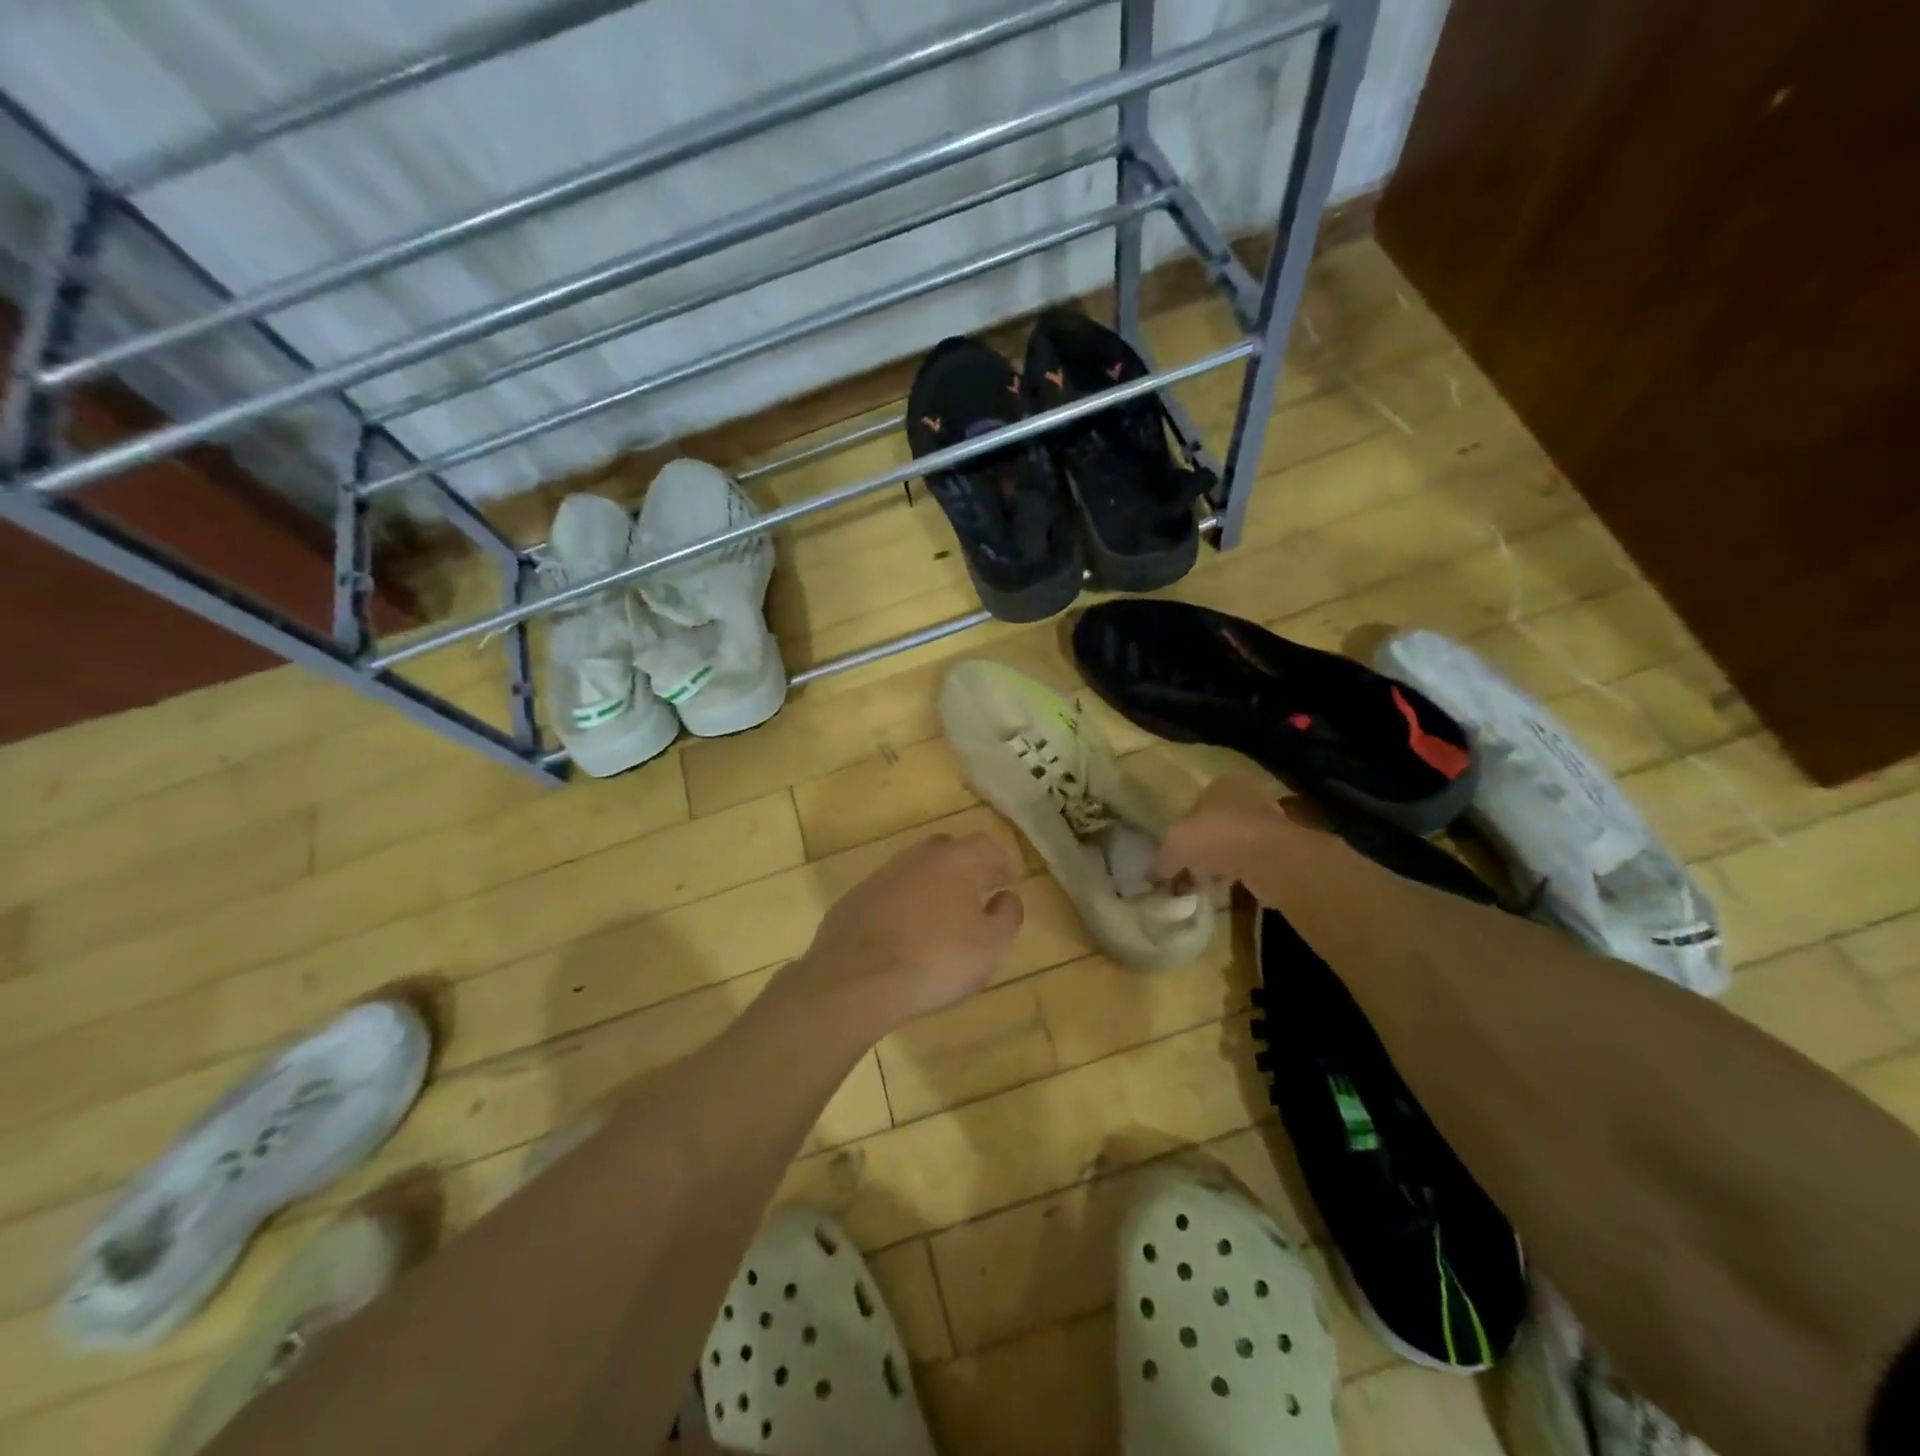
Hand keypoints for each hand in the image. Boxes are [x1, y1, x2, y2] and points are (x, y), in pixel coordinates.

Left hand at [786, 832, 1023, 1036]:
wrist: (857, 979)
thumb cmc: (937, 960)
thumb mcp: (991, 946)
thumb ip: (1007, 915)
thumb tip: (1007, 896)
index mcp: (956, 859)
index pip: (985, 845)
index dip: (999, 863)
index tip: (1004, 883)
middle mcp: (917, 856)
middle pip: (947, 851)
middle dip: (964, 870)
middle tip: (973, 899)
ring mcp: (881, 875)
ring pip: (915, 871)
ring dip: (930, 888)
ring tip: (938, 921)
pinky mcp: (855, 898)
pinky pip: (888, 894)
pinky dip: (901, 906)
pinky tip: (902, 936)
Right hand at [1154, 775, 1321, 892]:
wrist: (1270, 858)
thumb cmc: (1216, 836)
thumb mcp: (1175, 846)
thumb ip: (1162, 860)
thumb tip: (1151, 875)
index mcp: (1220, 784)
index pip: (1194, 804)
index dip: (1181, 829)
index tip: (1173, 852)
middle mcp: (1245, 797)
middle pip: (1214, 825)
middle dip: (1200, 848)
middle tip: (1186, 870)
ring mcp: (1266, 824)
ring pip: (1232, 845)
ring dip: (1218, 863)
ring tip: (1203, 884)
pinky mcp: (1279, 851)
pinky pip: (1248, 863)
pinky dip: (1236, 875)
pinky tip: (1224, 890)